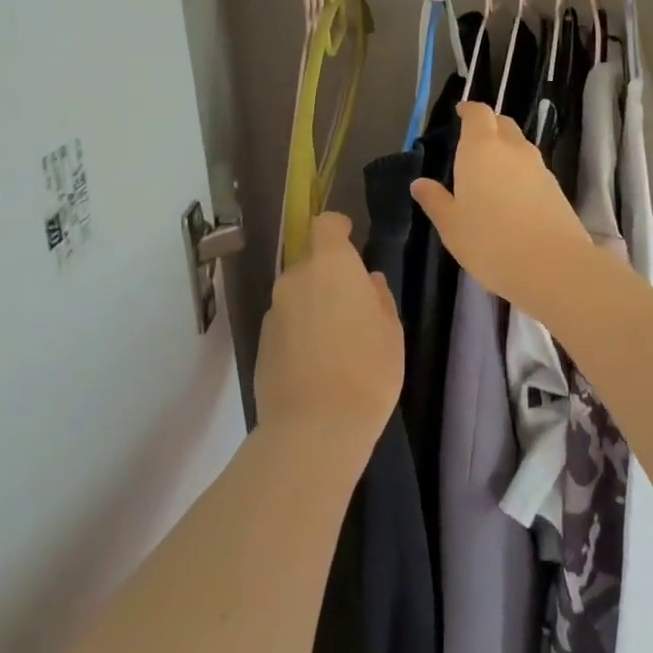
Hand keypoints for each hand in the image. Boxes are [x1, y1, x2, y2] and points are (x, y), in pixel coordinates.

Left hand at [254, 211, 402, 454]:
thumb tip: (367, 282)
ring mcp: (274, 310)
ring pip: (296, 294)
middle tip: (351, 305)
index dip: (338, 228)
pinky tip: (315, 361)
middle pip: (310, 262)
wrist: (314, 428)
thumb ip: (378, 297)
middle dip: (328, 275)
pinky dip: (299, 330)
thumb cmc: (367, 370)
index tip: (351, 240)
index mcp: (330, 265)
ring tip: (334, 339)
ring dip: (313, 304)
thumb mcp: (390, 330)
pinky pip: (285, 322)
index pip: (325, 224)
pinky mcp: (261, 341)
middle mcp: (295, 278)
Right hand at [410, 103, 598, 311]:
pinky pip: (532, 168)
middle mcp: (512, 149)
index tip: (460, 113)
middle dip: (488, 126)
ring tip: (490, 173)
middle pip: (502, 123)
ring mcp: (538, 167)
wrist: (552, 265)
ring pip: (519, 146)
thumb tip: (420, 183)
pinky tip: (511, 196)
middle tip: (472, 143)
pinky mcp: (555, 187)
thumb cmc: (490, 242)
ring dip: (505, 150)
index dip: (469, 110)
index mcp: (481, 149)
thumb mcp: (452, 226)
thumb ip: (435, 200)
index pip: (478, 113)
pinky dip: (520, 172)